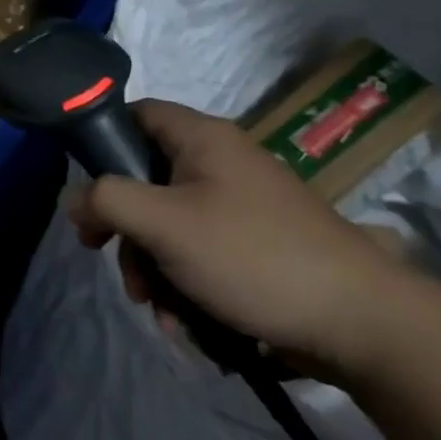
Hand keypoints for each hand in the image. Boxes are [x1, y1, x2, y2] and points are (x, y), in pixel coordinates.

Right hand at [68, 99, 414, 373]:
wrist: (364, 323)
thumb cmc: (251, 256)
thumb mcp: (164, 224)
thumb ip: (107, 201)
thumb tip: (76, 201)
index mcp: (202, 138)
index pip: (136, 114)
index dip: (104, 143)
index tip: (90, 193)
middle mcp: (222, 162)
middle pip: (148, 180)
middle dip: (128, 233)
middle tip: (125, 273)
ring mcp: (243, 205)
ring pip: (172, 225)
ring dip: (156, 270)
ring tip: (164, 315)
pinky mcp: (259, 245)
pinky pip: (203, 253)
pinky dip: (188, 285)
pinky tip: (190, 325)